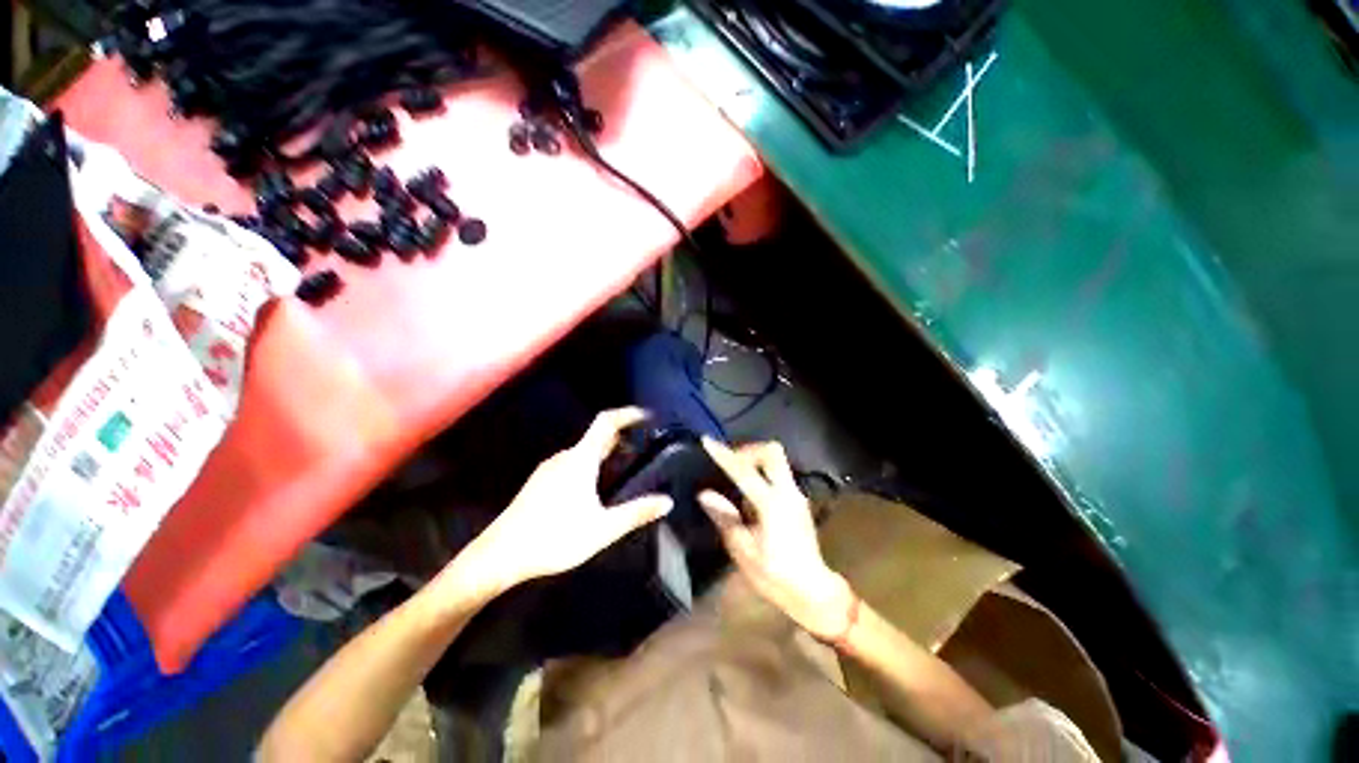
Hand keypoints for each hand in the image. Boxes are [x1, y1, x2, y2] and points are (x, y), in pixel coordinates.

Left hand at [461, 407, 672, 591]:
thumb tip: (667, 501)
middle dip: (620, 437)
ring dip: (604, 452)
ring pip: (583, 451)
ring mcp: (549, 469)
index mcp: (580, 459)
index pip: (606, 422)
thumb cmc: (554, 537)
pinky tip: (593, 489)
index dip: (626, 414)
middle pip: (596, 436)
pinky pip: (571, 462)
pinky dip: (589, 464)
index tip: (646, 415)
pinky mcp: (539, 482)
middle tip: (641, 448)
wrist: (499, 556)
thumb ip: (636, 513)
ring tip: (622, 469)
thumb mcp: (602, 529)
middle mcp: (564, 457)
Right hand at [698, 438, 851, 639]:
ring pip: (777, 460)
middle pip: (772, 451)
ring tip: (736, 479)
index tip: (707, 442)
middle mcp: (788, 492)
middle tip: (730, 462)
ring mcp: (796, 494)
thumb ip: (724, 518)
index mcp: (772, 504)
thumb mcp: (742, 550)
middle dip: (749, 450)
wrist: (814, 591)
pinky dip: (762, 473)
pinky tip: (749, 495)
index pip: (743, 471)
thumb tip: (705, 494)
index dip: (723, 455)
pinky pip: (778, 473)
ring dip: (755, 461)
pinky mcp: (798, 500)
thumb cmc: (775, 575)